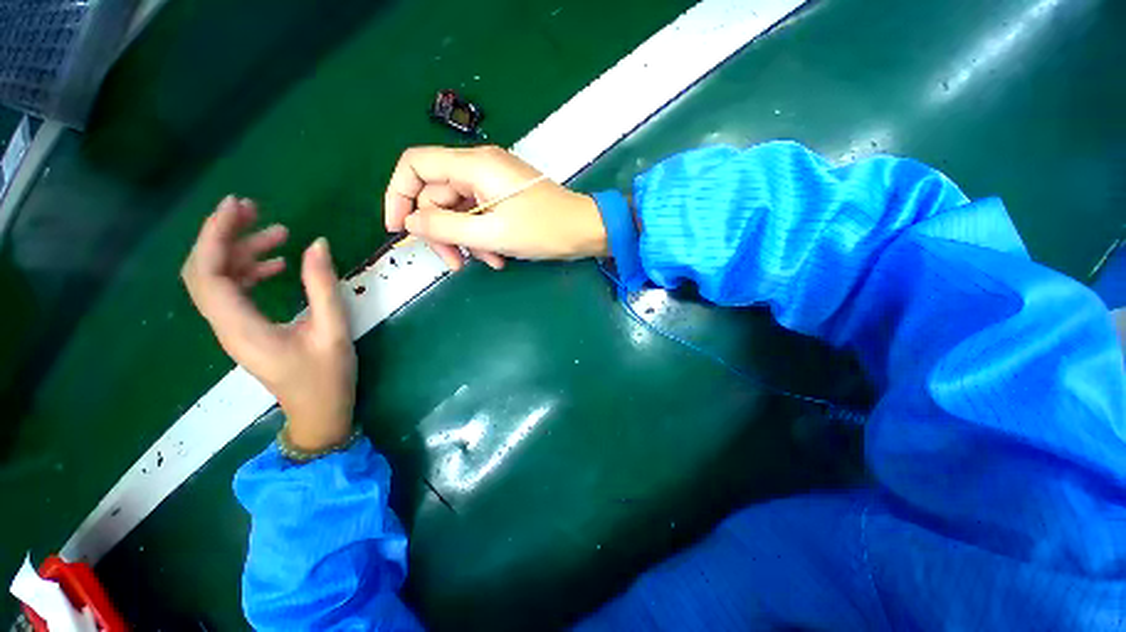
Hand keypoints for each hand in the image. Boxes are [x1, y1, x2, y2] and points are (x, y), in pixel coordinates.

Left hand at [181, 196, 355, 451]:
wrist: (319, 412)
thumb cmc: (327, 376)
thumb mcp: (332, 331)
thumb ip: (323, 287)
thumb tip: (317, 243)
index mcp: (241, 327)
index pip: (208, 273)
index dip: (215, 235)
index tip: (236, 206)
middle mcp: (226, 325)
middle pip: (204, 271)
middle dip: (222, 235)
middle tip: (253, 209)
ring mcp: (233, 328)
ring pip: (218, 280)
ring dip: (240, 251)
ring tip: (278, 233)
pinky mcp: (245, 329)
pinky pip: (234, 292)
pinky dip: (249, 271)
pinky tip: (277, 264)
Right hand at [384, 145, 608, 269]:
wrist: (585, 231)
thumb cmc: (545, 229)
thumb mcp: (493, 233)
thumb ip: (447, 227)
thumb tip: (410, 221)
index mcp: (474, 166)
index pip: (415, 165)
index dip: (398, 194)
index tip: (398, 228)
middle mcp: (479, 168)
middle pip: (437, 196)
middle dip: (442, 232)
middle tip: (455, 263)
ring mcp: (492, 184)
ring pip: (459, 212)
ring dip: (466, 241)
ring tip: (487, 262)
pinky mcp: (503, 199)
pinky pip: (479, 217)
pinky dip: (483, 239)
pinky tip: (498, 258)